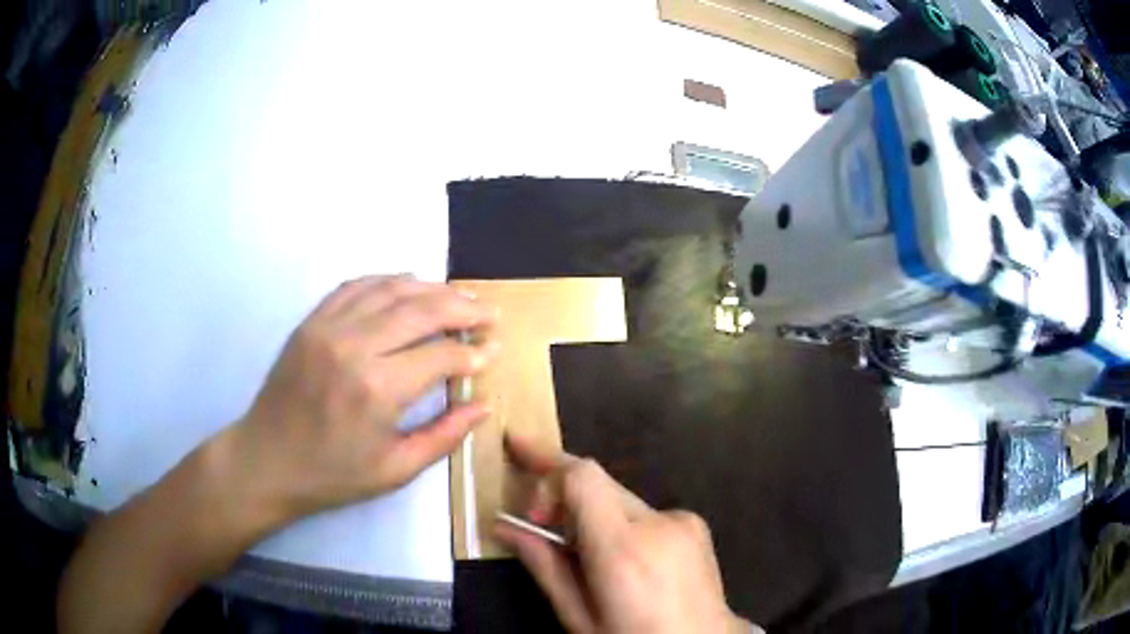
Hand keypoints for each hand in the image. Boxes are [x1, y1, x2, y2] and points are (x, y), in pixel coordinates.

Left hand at [230, 275, 498, 522]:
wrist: (266, 461)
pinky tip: (408, 285)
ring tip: (459, 296)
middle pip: (422, 309)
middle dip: (463, 308)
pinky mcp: (311, 320)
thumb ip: (444, 437)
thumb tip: (484, 406)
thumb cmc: (332, 475)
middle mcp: (355, 346)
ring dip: (431, 288)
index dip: (474, 353)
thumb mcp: (395, 471)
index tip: (493, 351)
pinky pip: (356, 286)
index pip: (441, 356)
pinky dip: (388, 280)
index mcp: (378, 390)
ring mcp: (328, 327)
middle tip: (489, 312)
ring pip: (391, 289)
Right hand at [496, 436, 758, 633]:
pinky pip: (643, 512)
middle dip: (562, 492)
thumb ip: (544, 566)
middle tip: (535, 518)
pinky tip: (625, 562)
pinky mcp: (695, 524)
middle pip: (599, 482)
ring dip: (592, 514)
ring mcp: (683, 520)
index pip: (583, 477)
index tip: (518, 457)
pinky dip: (622, 525)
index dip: (546, 462)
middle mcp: (659, 522)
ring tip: (585, 555)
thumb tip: (505, 526)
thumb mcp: (579, 617)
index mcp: (624, 550)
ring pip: (619, 498)